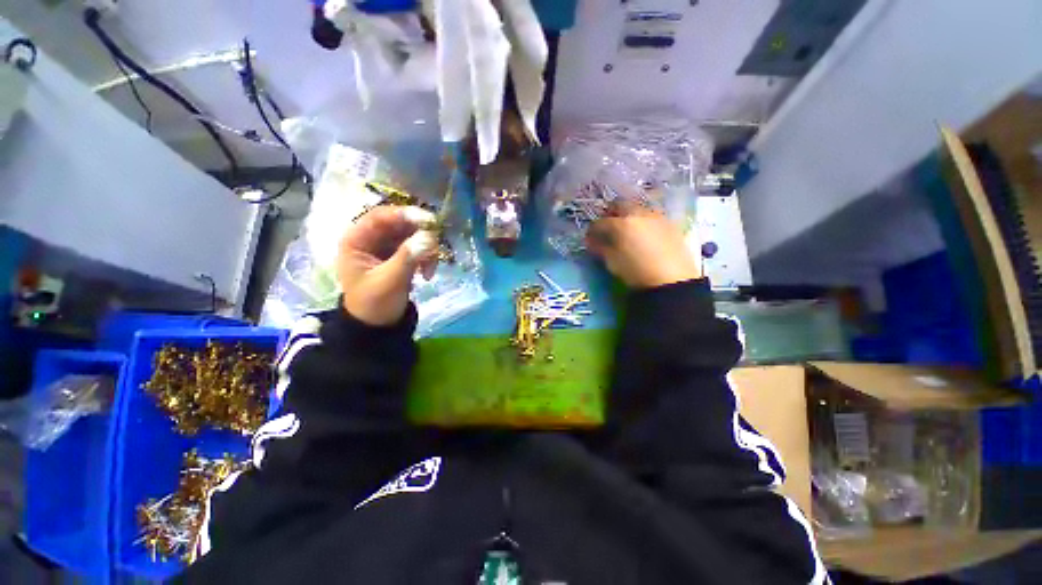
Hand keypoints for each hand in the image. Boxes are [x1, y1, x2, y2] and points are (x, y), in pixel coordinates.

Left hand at [337, 206, 438, 325]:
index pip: (380, 216)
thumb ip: (407, 257)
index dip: (404, 215)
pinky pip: (418, 246)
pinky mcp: (400, 255)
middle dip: (421, 234)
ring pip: (413, 234)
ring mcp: (387, 246)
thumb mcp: (390, 281)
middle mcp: (372, 238)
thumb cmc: (375, 304)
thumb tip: (429, 237)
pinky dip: (427, 257)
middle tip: (436, 247)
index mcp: (357, 240)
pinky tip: (428, 273)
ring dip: (427, 248)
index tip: (429, 222)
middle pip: (400, 223)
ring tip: (430, 269)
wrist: (378, 326)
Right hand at [586, 207, 701, 288]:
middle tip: (608, 226)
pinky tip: (644, 234)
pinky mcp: (670, 224)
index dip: (592, 230)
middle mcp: (639, 214)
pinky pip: (652, 216)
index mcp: (621, 224)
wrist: (672, 281)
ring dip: (629, 215)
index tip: (590, 238)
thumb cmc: (636, 272)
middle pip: (620, 205)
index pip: (600, 222)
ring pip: (638, 208)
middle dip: (611, 213)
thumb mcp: (613, 263)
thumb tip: (592, 241)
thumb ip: (601, 248)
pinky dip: (643, 221)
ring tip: (626, 230)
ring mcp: (656, 217)